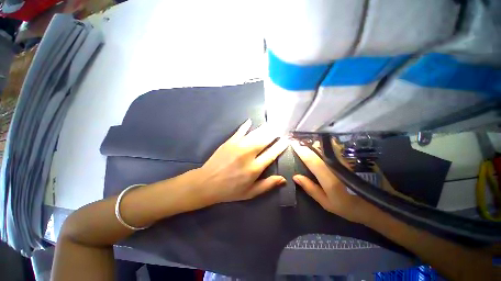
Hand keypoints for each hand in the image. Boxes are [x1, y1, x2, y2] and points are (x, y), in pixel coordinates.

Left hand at [193, 119, 288, 204]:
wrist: (207, 183)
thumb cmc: (230, 190)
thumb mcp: (250, 193)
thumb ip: (267, 185)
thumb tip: (283, 179)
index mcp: (254, 168)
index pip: (272, 154)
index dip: (280, 146)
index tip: (286, 140)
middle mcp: (248, 154)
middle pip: (264, 140)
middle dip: (274, 134)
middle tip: (280, 129)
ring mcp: (238, 146)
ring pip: (254, 134)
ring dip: (264, 129)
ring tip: (270, 124)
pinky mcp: (229, 142)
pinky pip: (240, 131)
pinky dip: (245, 125)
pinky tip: (250, 121)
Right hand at [291, 140, 373, 223]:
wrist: (378, 205)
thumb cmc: (349, 207)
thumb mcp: (327, 203)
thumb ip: (310, 188)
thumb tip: (295, 176)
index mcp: (329, 177)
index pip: (310, 159)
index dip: (300, 150)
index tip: (292, 142)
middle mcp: (337, 164)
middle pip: (318, 147)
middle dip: (307, 143)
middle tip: (298, 141)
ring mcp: (346, 159)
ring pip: (327, 145)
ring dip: (315, 142)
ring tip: (307, 142)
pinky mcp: (352, 158)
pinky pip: (335, 147)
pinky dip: (325, 145)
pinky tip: (321, 146)